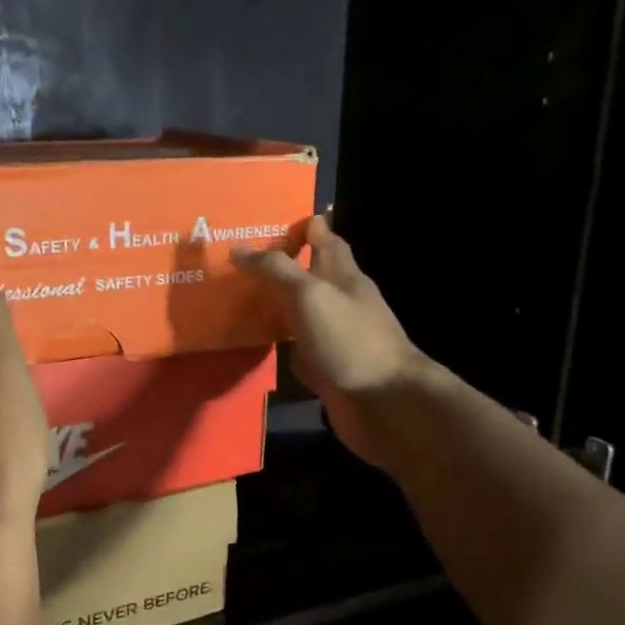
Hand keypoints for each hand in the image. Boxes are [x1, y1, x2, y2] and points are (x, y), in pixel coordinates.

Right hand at [235, 215, 435, 469]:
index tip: (272, 220)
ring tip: (241, 297)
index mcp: (343, 276)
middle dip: (283, 265)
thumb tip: (239, 248)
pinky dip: (282, 343)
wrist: (385, 404)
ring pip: (302, 312)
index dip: (304, 226)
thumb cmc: (349, 341)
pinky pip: (300, 348)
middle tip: (242, 260)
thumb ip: (276, 271)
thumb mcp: (309, 295)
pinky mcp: (328, 368)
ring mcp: (336, 337)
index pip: (325, 239)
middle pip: (311, 275)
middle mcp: (341, 302)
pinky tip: (260, 345)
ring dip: (278, 304)